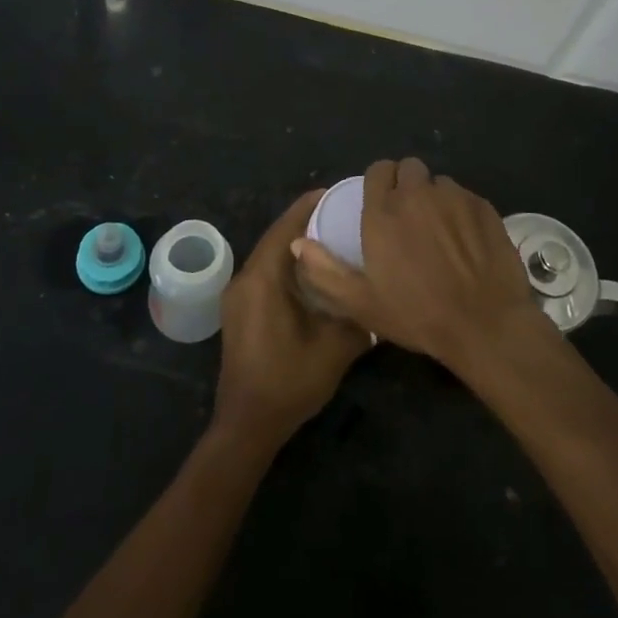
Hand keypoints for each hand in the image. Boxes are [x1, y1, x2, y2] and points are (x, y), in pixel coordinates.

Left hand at [213, 189, 372, 451]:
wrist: (247, 425)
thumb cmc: (289, 382)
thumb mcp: (335, 348)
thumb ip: (358, 315)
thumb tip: (379, 293)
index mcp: (262, 280)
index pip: (285, 229)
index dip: (308, 207)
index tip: (335, 192)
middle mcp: (245, 280)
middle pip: (276, 238)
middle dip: (305, 222)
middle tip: (340, 213)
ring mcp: (238, 296)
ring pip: (269, 256)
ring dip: (296, 244)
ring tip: (331, 236)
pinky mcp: (240, 311)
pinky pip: (265, 273)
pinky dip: (287, 264)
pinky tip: (313, 272)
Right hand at [293, 158, 543, 372]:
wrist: (484, 324)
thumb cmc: (417, 315)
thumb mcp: (361, 303)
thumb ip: (325, 271)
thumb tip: (298, 243)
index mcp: (383, 211)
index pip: (378, 170)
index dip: (379, 183)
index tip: (381, 203)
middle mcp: (417, 194)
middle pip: (409, 168)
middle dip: (407, 184)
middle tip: (409, 216)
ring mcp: (454, 197)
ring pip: (439, 182)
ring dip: (435, 198)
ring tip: (439, 230)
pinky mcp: (484, 207)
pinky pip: (466, 197)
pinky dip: (461, 210)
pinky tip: (465, 239)